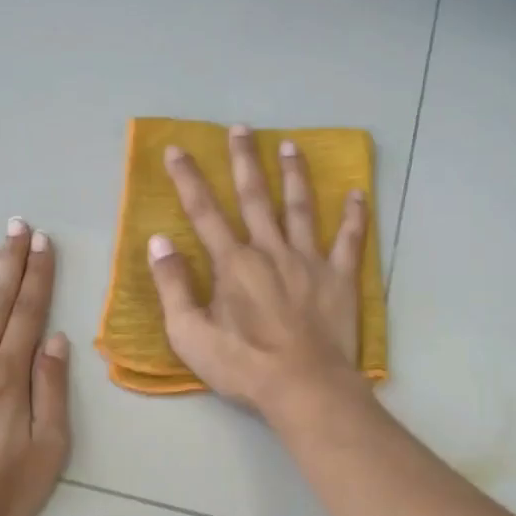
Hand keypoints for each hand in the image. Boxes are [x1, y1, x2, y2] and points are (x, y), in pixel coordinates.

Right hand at [147, 124, 368, 415]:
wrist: (304, 387)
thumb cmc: (243, 366)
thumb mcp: (190, 334)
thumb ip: (173, 286)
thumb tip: (158, 242)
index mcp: (233, 264)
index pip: (204, 212)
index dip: (188, 179)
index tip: (177, 149)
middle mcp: (270, 250)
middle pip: (254, 197)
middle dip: (244, 161)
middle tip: (241, 128)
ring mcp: (309, 261)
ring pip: (300, 208)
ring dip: (293, 174)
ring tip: (289, 145)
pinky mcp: (340, 278)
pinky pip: (349, 240)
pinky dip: (354, 215)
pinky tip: (357, 193)